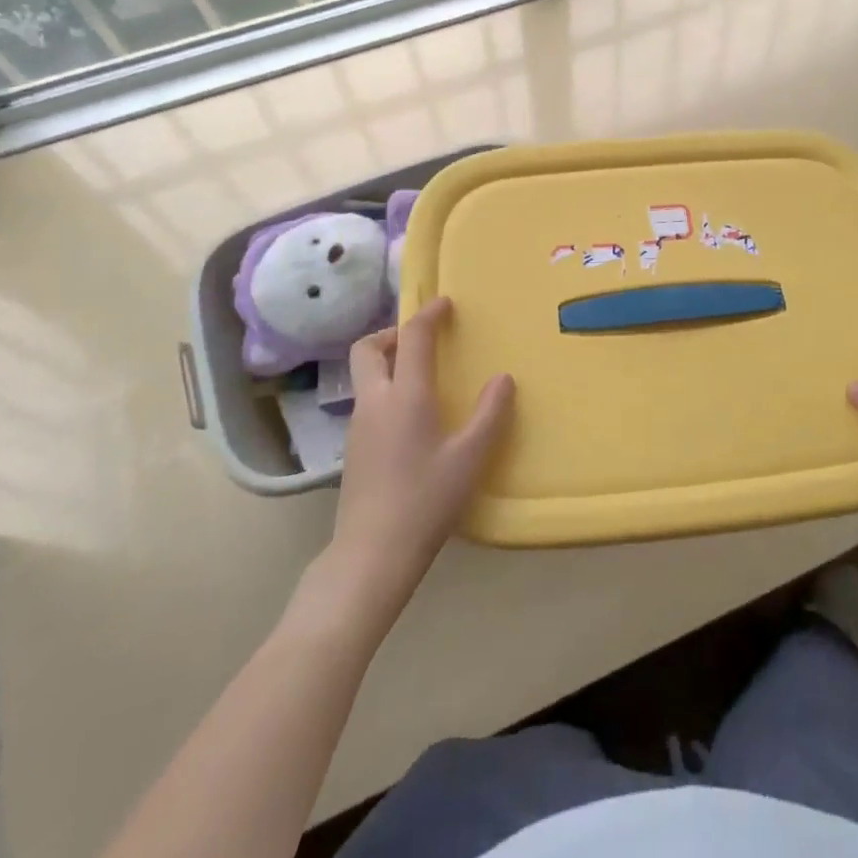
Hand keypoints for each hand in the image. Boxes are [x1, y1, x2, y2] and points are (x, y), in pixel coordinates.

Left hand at [330, 298, 513, 605]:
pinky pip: (368, 401)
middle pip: (367, 349)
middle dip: (392, 334)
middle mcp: (375, 402)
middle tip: (423, 341)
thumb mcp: (470, 457)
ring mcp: (358, 427)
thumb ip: (490, 414)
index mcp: (405, 396)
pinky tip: (411, 418)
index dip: (429, 314)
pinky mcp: (353, 450)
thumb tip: (503, 378)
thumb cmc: (426, 500)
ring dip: (388, 362)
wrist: (372, 554)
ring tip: (423, 377)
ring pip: (365, 376)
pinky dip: (386, 389)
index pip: (413, 338)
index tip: (445, 303)